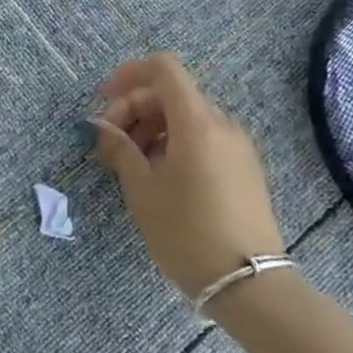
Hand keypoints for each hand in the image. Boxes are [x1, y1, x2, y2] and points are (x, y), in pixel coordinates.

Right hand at [89, 53, 283, 299]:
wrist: (249, 284)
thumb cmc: (186, 232)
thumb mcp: (142, 190)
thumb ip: (120, 149)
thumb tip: (104, 126)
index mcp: (197, 122)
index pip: (164, 69)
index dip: (129, 75)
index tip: (104, 100)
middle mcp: (222, 124)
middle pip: (172, 94)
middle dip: (135, 109)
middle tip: (110, 143)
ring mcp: (238, 146)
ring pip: (187, 117)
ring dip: (153, 127)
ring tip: (131, 163)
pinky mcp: (245, 167)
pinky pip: (204, 138)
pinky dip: (175, 142)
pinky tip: (160, 175)